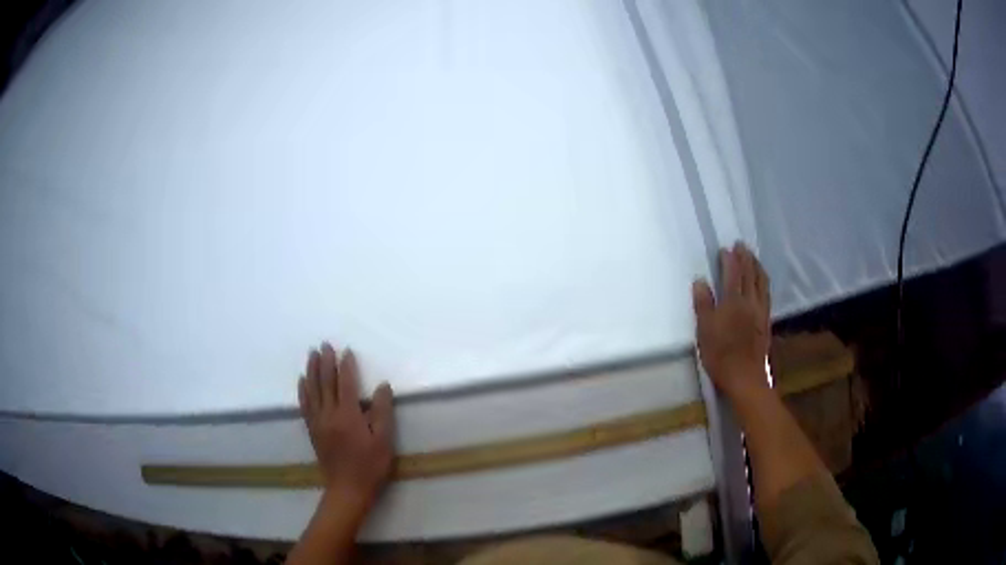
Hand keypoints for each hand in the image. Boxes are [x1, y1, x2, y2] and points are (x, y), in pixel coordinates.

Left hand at [298, 343, 394, 510]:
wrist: (348, 489)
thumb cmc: (370, 465)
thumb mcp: (384, 440)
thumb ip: (382, 411)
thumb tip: (382, 386)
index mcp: (348, 415)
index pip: (346, 383)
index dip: (346, 366)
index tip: (346, 351)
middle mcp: (329, 414)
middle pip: (325, 382)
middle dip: (325, 362)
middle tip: (324, 344)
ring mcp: (318, 422)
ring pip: (312, 390)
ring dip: (311, 370)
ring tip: (311, 354)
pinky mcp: (312, 430)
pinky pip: (305, 405)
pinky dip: (303, 390)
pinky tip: (302, 381)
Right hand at [692, 242, 770, 398]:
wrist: (745, 377)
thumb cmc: (720, 355)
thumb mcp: (704, 331)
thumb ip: (703, 304)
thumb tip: (700, 281)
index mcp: (732, 302)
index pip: (732, 273)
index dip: (729, 259)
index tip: (725, 249)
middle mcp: (749, 302)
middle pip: (750, 274)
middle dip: (746, 258)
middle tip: (742, 245)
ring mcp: (760, 311)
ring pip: (761, 283)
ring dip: (757, 267)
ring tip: (753, 258)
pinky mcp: (766, 321)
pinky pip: (766, 294)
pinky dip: (763, 282)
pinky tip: (762, 283)